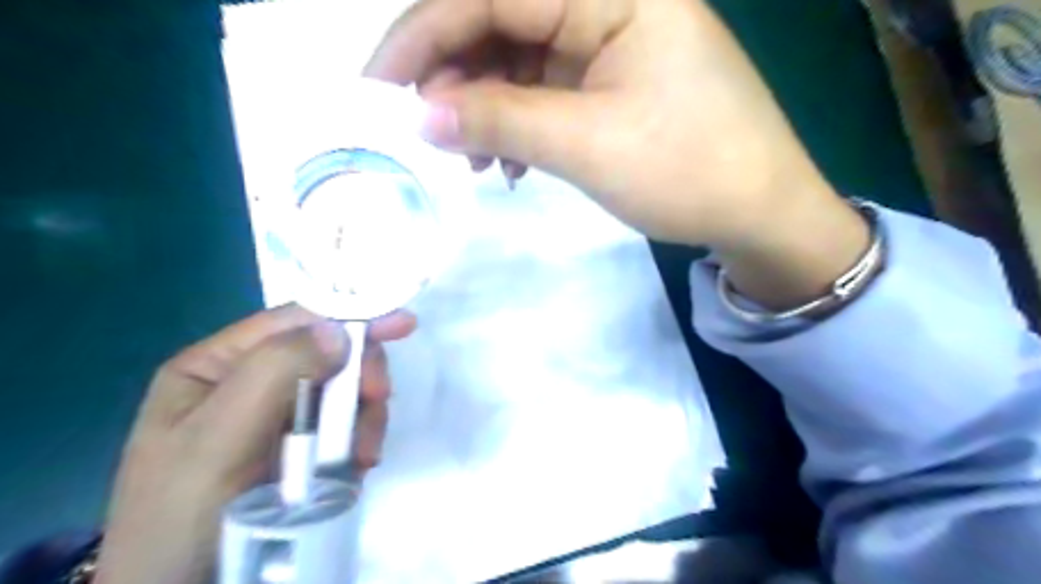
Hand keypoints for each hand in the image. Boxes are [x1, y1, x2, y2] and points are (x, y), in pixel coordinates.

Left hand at [93, 306, 418, 582]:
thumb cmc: (183, 511)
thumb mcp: (218, 436)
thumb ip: (275, 371)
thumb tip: (338, 330)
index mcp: (218, 365)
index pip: (292, 322)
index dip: (348, 315)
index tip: (401, 324)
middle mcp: (251, 383)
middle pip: (327, 355)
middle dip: (358, 376)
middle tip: (380, 397)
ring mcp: (280, 417)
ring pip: (343, 392)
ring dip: (364, 415)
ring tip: (364, 452)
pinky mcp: (304, 448)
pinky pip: (347, 426)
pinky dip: (362, 439)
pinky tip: (358, 463)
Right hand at [365, 0, 870, 307]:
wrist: (756, 211)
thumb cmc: (686, 171)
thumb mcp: (586, 145)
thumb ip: (500, 121)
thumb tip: (420, 113)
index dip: (423, 37)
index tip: (378, 86)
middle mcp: (609, 2)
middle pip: (501, 24)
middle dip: (456, 80)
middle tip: (431, 136)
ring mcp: (609, 42)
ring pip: (518, 62)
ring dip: (485, 110)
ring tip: (474, 163)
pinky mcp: (610, 81)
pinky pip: (544, 90)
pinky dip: (516, 125)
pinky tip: (510, 164)